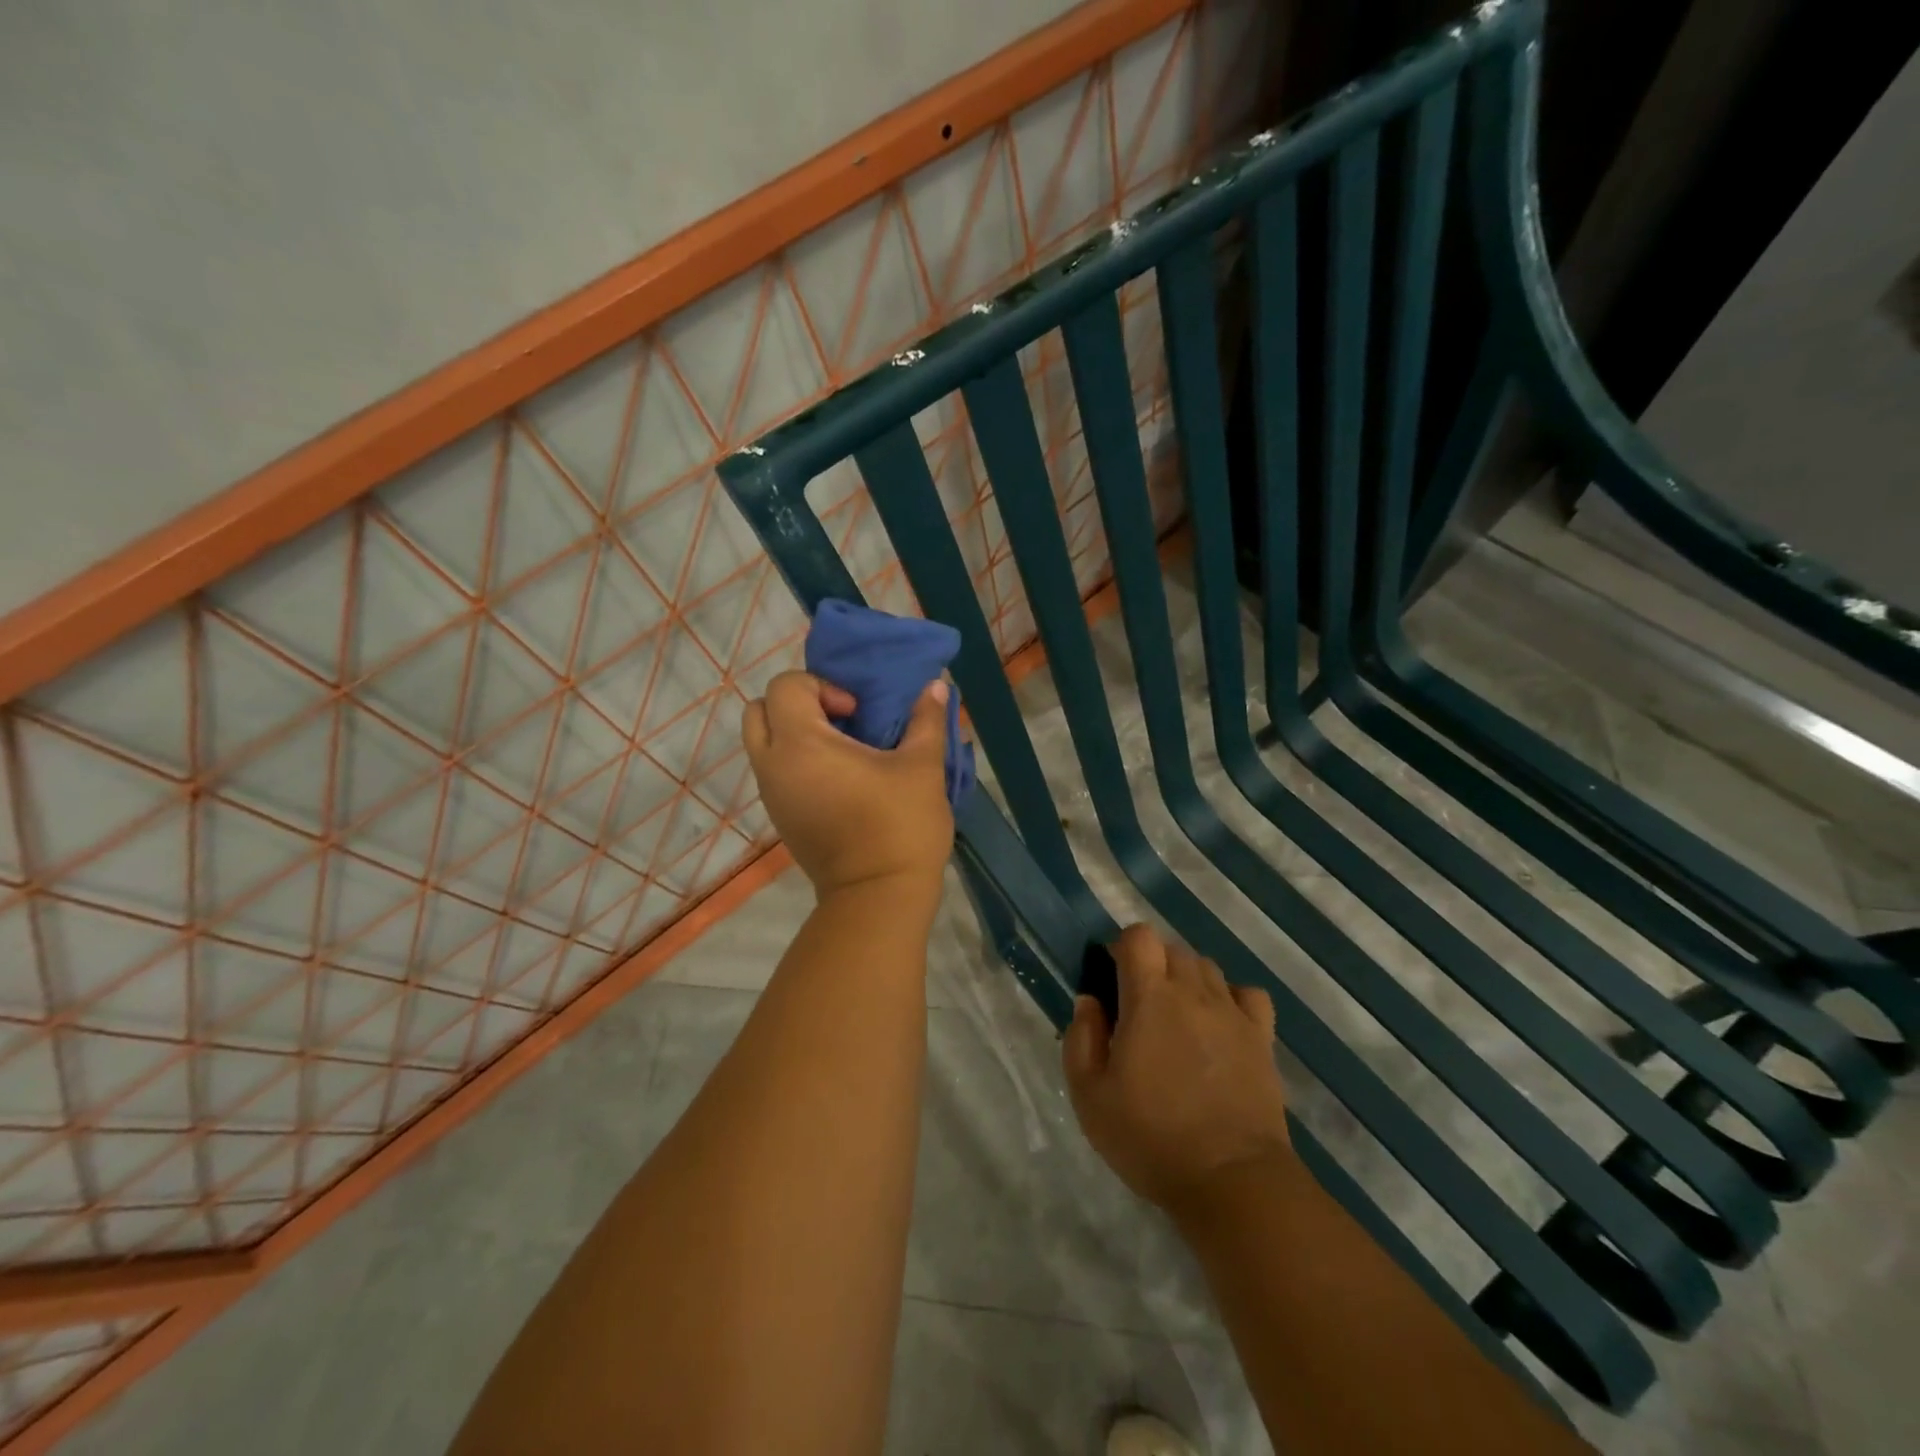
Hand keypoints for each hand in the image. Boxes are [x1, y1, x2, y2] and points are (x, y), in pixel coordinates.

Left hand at [741, 671, 953, 902]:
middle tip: (839, 721)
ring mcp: (771, 795)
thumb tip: (936, 686)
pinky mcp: (778, 817)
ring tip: (842, 750)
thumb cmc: (900, 826)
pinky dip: (795, 761)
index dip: (821, 686)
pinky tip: (839, 779)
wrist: (878, 897)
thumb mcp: (922, 767)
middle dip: (797, 704)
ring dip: (794, 733)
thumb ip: (926, 719)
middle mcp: (773, 765)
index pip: (785, 686)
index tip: (856, 712)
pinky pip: (773, 771)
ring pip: (762, 742)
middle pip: (759, 710)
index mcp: (800, 744)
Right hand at [1063, 924, 1291, 1216]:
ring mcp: (1232, 1013)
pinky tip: (1220, 1024)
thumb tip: (1090, 1002)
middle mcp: (1193, 992)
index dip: (1123, 947)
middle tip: (1139, 1007)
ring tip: (1177, 1019)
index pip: (1140, 936)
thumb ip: (1082, 1039)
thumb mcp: (1090, 1096)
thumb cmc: (1150, 1137)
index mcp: (1149, 998)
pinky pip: (1247, 994)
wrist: (1231, 1180)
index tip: (1113, 978)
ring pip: (1207, 967)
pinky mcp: (1262, 1038)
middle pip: (1173, 948)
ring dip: (1187, 980)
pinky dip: (1230, 998)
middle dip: (1152, 965)